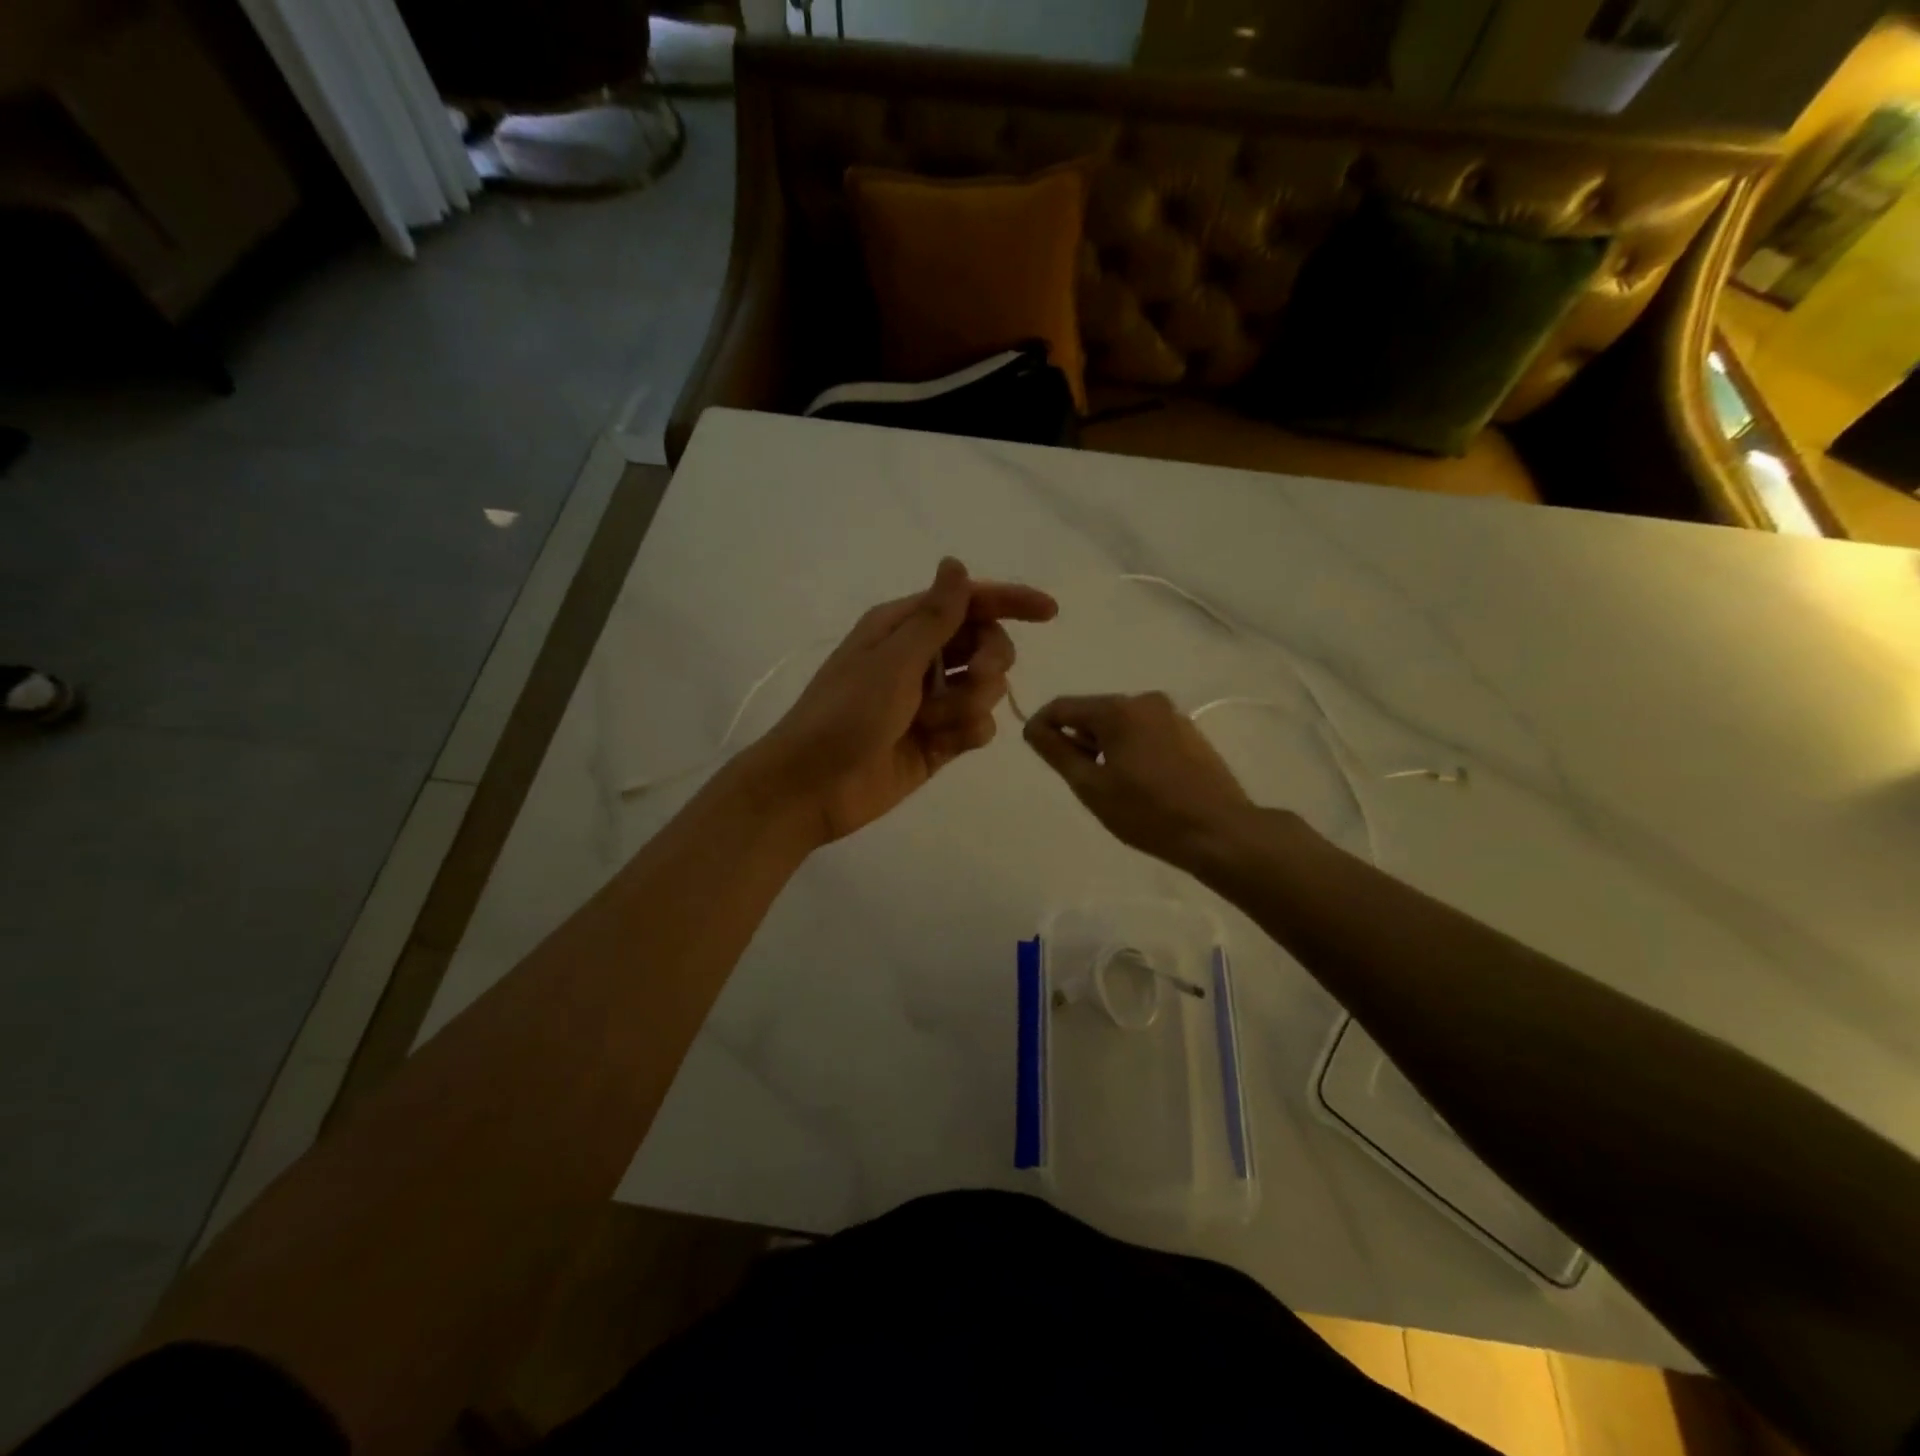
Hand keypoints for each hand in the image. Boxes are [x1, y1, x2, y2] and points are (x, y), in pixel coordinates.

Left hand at [751, 558, 1057, 845]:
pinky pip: (978, 726)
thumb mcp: (892, 661)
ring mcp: (931, 701)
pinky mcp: (939, 740)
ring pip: (987, 689)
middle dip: (990, 660)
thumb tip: (955, 562)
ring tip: (935, 722)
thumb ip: (935, 617)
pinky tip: (941, 744)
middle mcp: (921, 658)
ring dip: (971, 703)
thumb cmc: (845, 714)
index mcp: (904, 627)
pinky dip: (967, 732)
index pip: (969, 602)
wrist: (813, 787)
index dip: (1011, 602)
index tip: (1050, 612)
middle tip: (976, 677)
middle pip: (986, 644)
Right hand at [1024, 692, 1255, 871]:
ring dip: (1104, 747)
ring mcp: (1172, 716)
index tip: (1034, 751)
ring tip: (1108, 786)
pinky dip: (1129, 750)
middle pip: (1093, 713)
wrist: (1219, 832)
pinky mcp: (1189, 734)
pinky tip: (1137, 783)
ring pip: (1120, 724)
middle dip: (1077, 739)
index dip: (1041, 726)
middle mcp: (1145, 701)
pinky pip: (1144, 733)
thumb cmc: (1147, 812)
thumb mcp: (1091, 786)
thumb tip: (1033, 728)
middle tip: (1076, 779)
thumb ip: (1057, 752)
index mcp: (1119, 709)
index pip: (1063, 707)